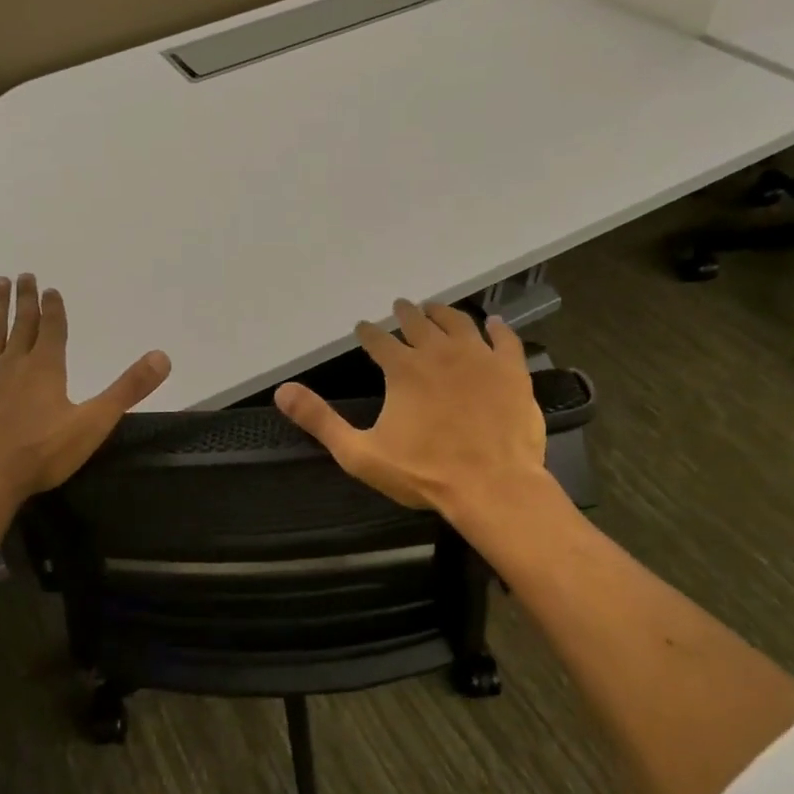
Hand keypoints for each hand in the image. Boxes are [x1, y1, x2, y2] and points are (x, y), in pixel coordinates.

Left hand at [0, 274, 170, 503]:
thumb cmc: (42, 452)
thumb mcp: (94, 422)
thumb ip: (128, 389)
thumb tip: (162, 356)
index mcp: (46, 368)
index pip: (52, 329)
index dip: (53, 308)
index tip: (51, 288)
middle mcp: (14, 364)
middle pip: (21, 324)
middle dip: (25, 300)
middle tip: (24, 275)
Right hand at [274, 299, 551, 517]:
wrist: (493, 487)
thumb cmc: (424, 473)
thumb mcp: (360, 453)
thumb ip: (320, 420)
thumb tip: (282, 391)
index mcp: (403, 369)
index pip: (379, 340)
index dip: (368, 333)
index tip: (363, 328)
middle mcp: (439, 352)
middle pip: (418, 323)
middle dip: (405, 313)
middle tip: (400, 306)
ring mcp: (479, 358)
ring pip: (458, 323)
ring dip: (443, 313)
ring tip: (435, 308)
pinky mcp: (511, 371)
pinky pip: (505, 339)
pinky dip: (497, 328)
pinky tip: (493, 323)